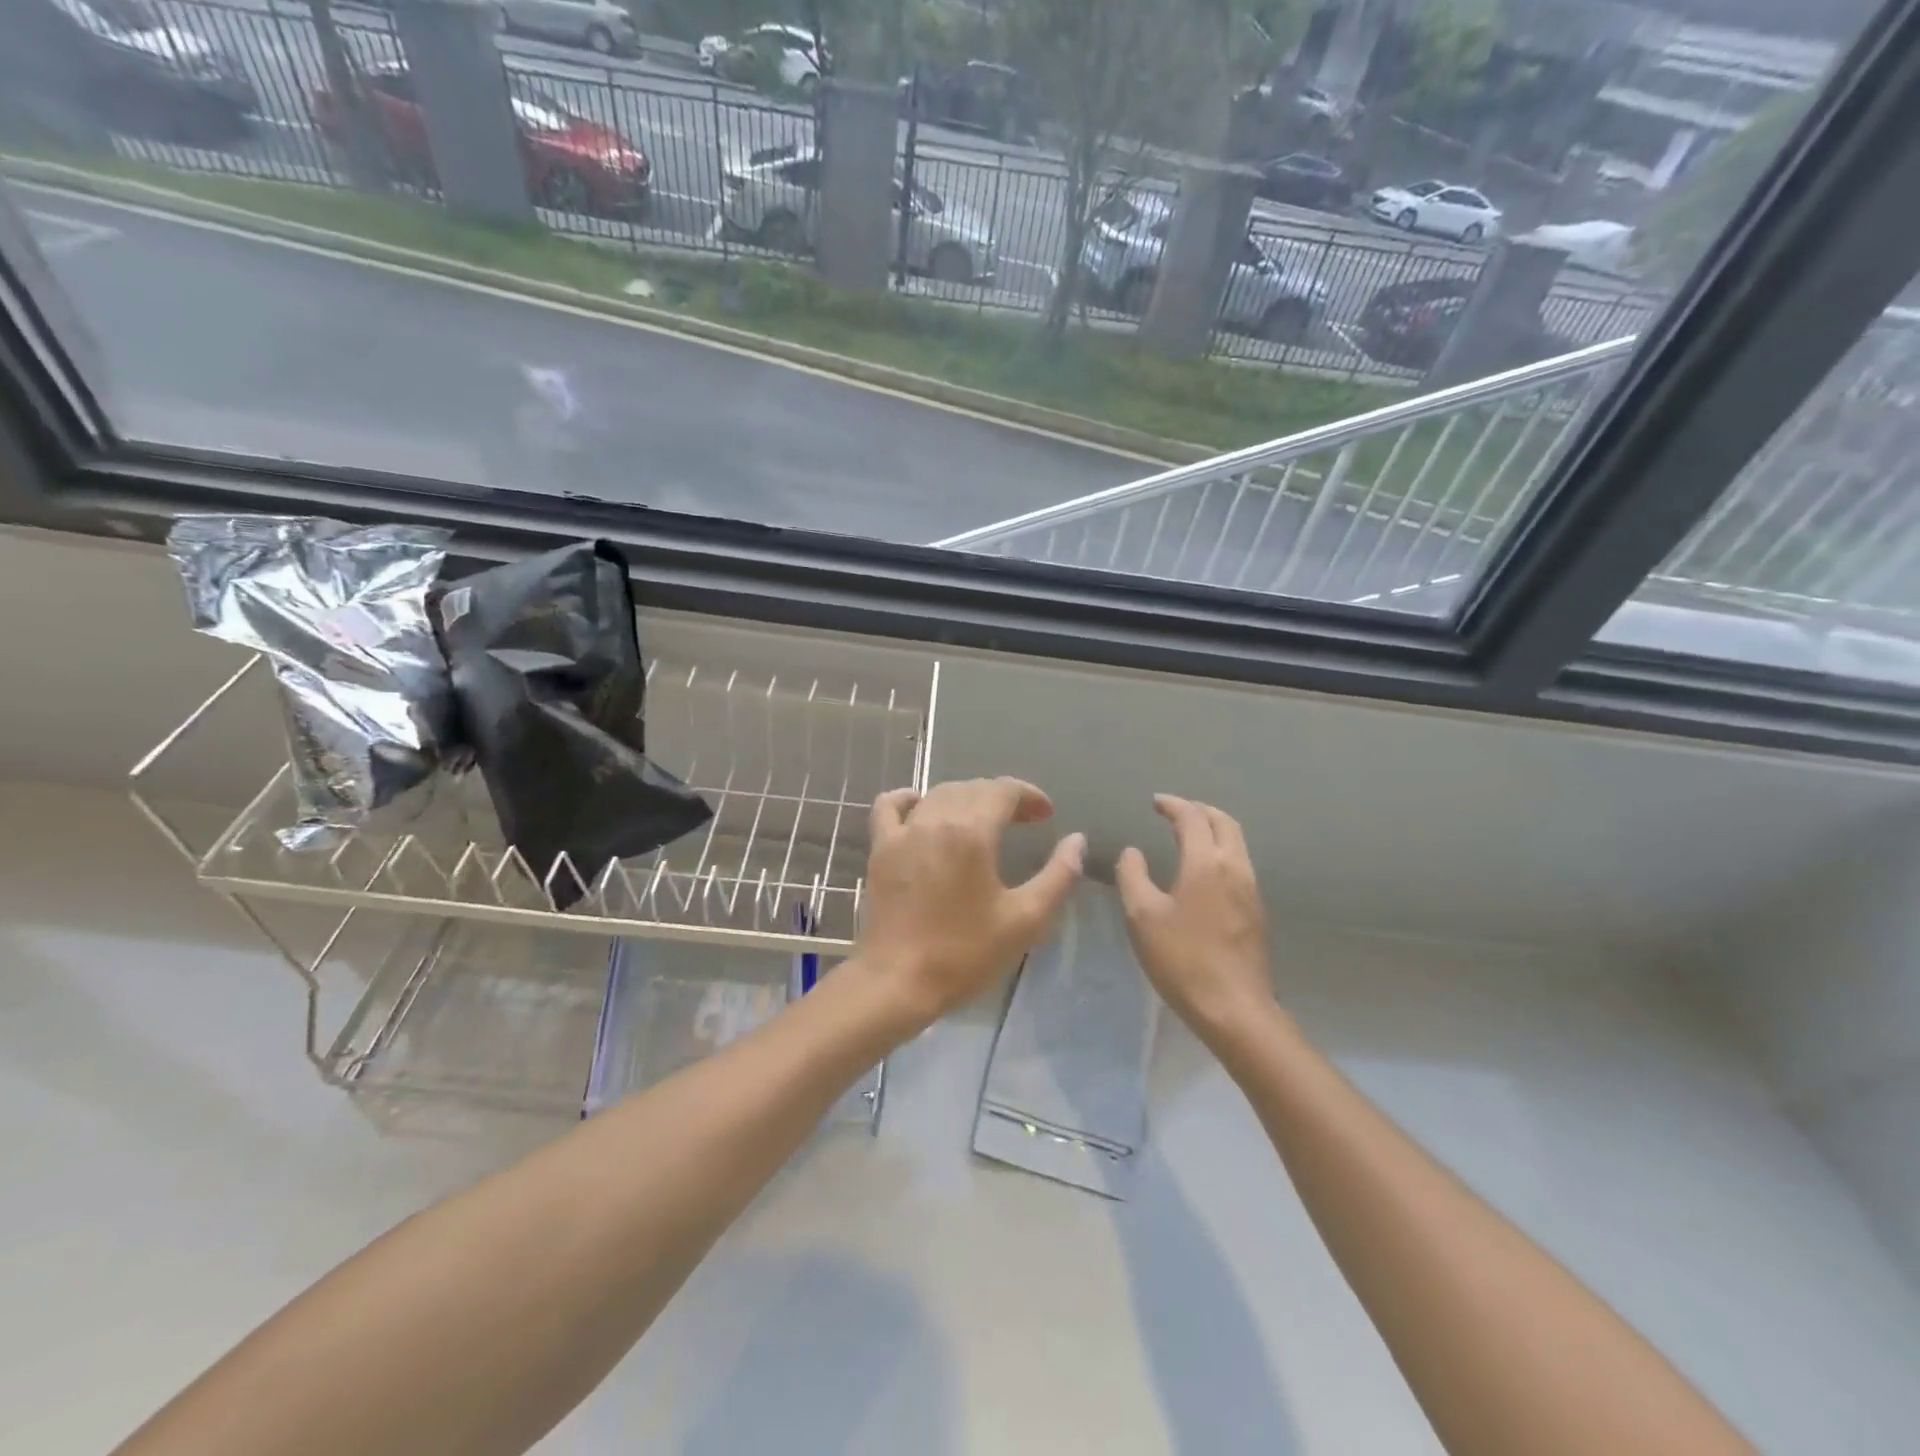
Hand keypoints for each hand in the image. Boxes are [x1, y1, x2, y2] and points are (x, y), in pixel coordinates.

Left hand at [858, 778, 1085, 1028]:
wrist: (898, 982)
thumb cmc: (965, 953)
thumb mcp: (1025, 920)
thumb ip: (1058, 876)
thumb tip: (1076, 840)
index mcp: (971, 831)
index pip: (1003, 790)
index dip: (1029, 795)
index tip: (1047, 815)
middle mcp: (935, 819)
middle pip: (973, 788)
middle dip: (1002, 797)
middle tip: (1024, 821)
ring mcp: (902, 832)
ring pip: (938, 795)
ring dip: (966, 798)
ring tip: (984, 820)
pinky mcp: (880, 849)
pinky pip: (889, 807)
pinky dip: (907, 799)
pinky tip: (920, 805)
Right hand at [1117, 795, 1273, 1042]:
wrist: (1234, 1008)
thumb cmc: (1182, 959)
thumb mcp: (1142, 916)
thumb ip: (1133, 876)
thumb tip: (1133, 852)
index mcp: (1206, 863)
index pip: (1192, 818)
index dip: (1173, 805)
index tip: (1155, 802)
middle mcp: (1234, 867)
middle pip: (1224, 822)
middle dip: (1199, 810)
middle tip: (1174, 811)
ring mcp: (1251, 890)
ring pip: (1236, 843)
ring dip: (1213, 829)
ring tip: (1188, 834)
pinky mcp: (1256, 911)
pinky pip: (1239, 864)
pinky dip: (1220, 851)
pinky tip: (1203, 870)